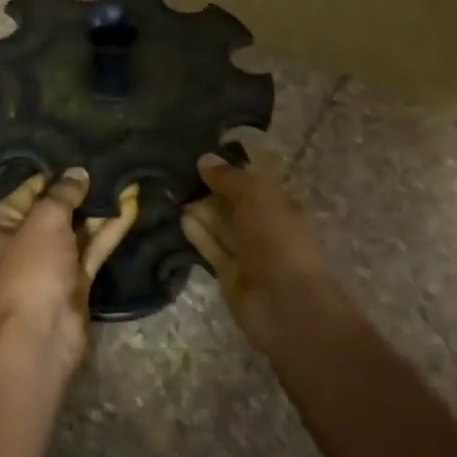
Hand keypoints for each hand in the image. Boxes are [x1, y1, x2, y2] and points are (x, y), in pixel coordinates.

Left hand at [0, 168, 138, 374]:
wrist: (40, 335)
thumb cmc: (31, 269)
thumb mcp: (43, 221)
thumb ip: (62, 194)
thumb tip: (78, 173)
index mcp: (0, 226)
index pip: (26, 190)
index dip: (52, 173)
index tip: (80, 153)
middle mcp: (23, 242)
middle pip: (54, 209)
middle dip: (80, 190)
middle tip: (109, 163)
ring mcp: (51, 263)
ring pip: (77, 229)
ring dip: (99, 209)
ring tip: (126, 179)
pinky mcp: (75, 280)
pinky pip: (93, 248)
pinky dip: (110, 230)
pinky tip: (130, 206)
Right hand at [180, 151, 338, 350]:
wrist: (286, 304)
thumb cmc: (278, 240)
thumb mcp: (256, 196)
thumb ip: (229, 178)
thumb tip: (204, 159)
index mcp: (279, 202)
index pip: (251, 178)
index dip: (229, 165)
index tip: (199, 152)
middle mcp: (263, 224)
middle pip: (232, 201)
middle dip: (209, 187)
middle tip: (175, 170)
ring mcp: (247, 250)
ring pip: (220, 224)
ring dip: (199, 209)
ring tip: (169, 189)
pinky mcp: (229, 273)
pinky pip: (211, 247)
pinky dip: (197, 233)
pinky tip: (179, 217)